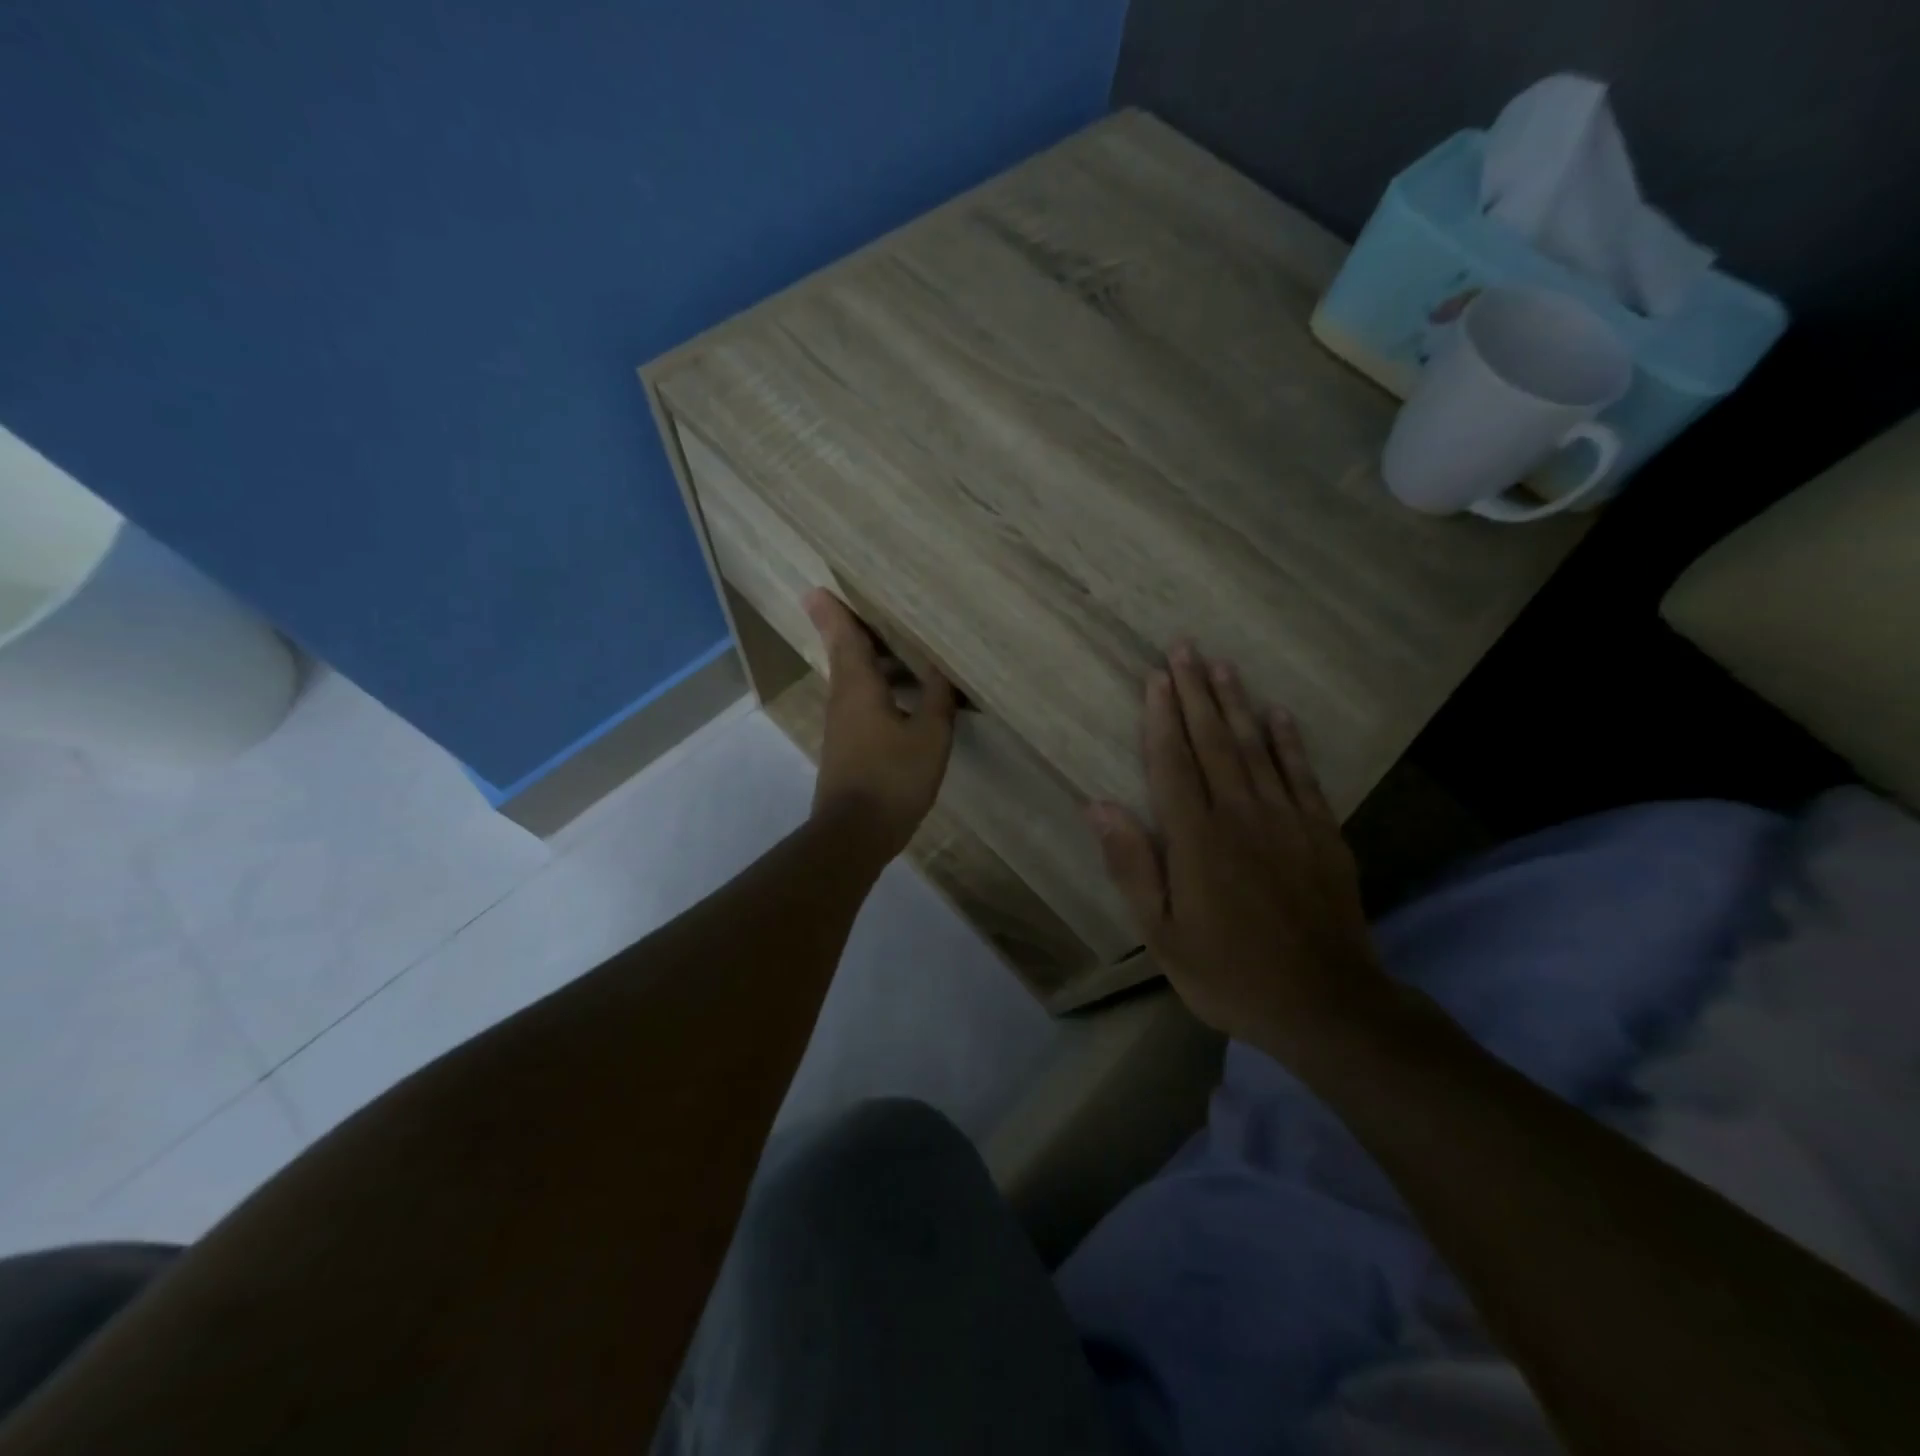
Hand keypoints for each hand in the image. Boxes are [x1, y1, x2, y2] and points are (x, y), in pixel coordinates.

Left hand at [805, 589, 957, 861]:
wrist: (854, 834)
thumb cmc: (893, 778)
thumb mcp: (929, 736)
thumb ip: (938, 698)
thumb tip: (942, 668)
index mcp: (859, 688)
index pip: (846, 639)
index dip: (836, 614)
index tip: (816, 590)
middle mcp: (844, 701)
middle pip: (848, 657)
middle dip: (856, 633)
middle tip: (874, 610)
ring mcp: (842, 727)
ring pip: (856, 682)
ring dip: (874, 663)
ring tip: (904, 652)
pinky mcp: (848, 749)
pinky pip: (863, 705)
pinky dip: (880, 690)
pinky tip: (905, 699)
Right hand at [1087, 644, 1390, 1058]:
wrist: (1326, 1005)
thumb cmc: (1229, 973)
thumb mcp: (1162, 935)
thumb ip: (1132, 866)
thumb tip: (1097, 806)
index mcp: (1197, 839)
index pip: (1173, 762)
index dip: (1161, 717)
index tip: (1155, 677)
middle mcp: (1241, 816)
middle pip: (1214, 741)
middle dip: (1196, 692)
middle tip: (1184, 647)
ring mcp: (1287, 820)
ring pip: (1256, 747)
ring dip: (1237, 703)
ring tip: (1222, 665)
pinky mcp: (1322, 833)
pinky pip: (1302, 775)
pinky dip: (1289, 741)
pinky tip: (1279, 713)